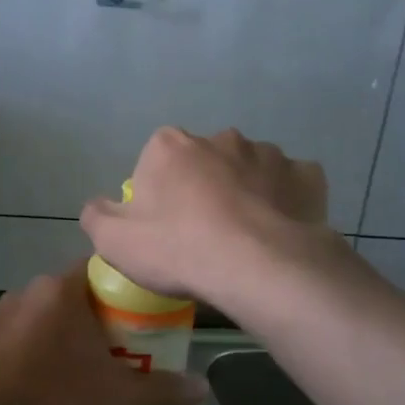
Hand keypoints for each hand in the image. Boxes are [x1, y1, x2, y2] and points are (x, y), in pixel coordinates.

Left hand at [0, 262, 207, 404]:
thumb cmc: (52, 402)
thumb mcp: (115, 397)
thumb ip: (161, 389)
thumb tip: (204, 388)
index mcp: (59, 289)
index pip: (103, 267)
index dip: (130, 286)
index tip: (150, 311)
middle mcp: (28, 292)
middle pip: (79, 295)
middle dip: (106, 319)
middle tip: (133, 348)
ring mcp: (3, 318)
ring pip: (53, 320)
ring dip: (76, 339)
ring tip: (102, 371)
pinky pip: (31, 339)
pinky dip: (50, 354)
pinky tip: (63, 386)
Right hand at [79, 127, 331, 306]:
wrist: (258, 266)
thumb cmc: (179, 249)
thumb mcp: (114, 241)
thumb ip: (97, 215)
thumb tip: (98, 205)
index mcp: (171, 146)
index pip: (156, 160)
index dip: (158, 194)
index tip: (164, 228)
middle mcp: (221, 138)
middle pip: (205, 162)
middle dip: (204, 188)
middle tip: (204, 234)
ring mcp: (269, 153)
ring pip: (250, 171)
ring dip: (246, 193)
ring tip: (246, 238)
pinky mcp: (307, 176)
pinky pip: (291, 185)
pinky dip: (285, 202)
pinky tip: (280, 231)